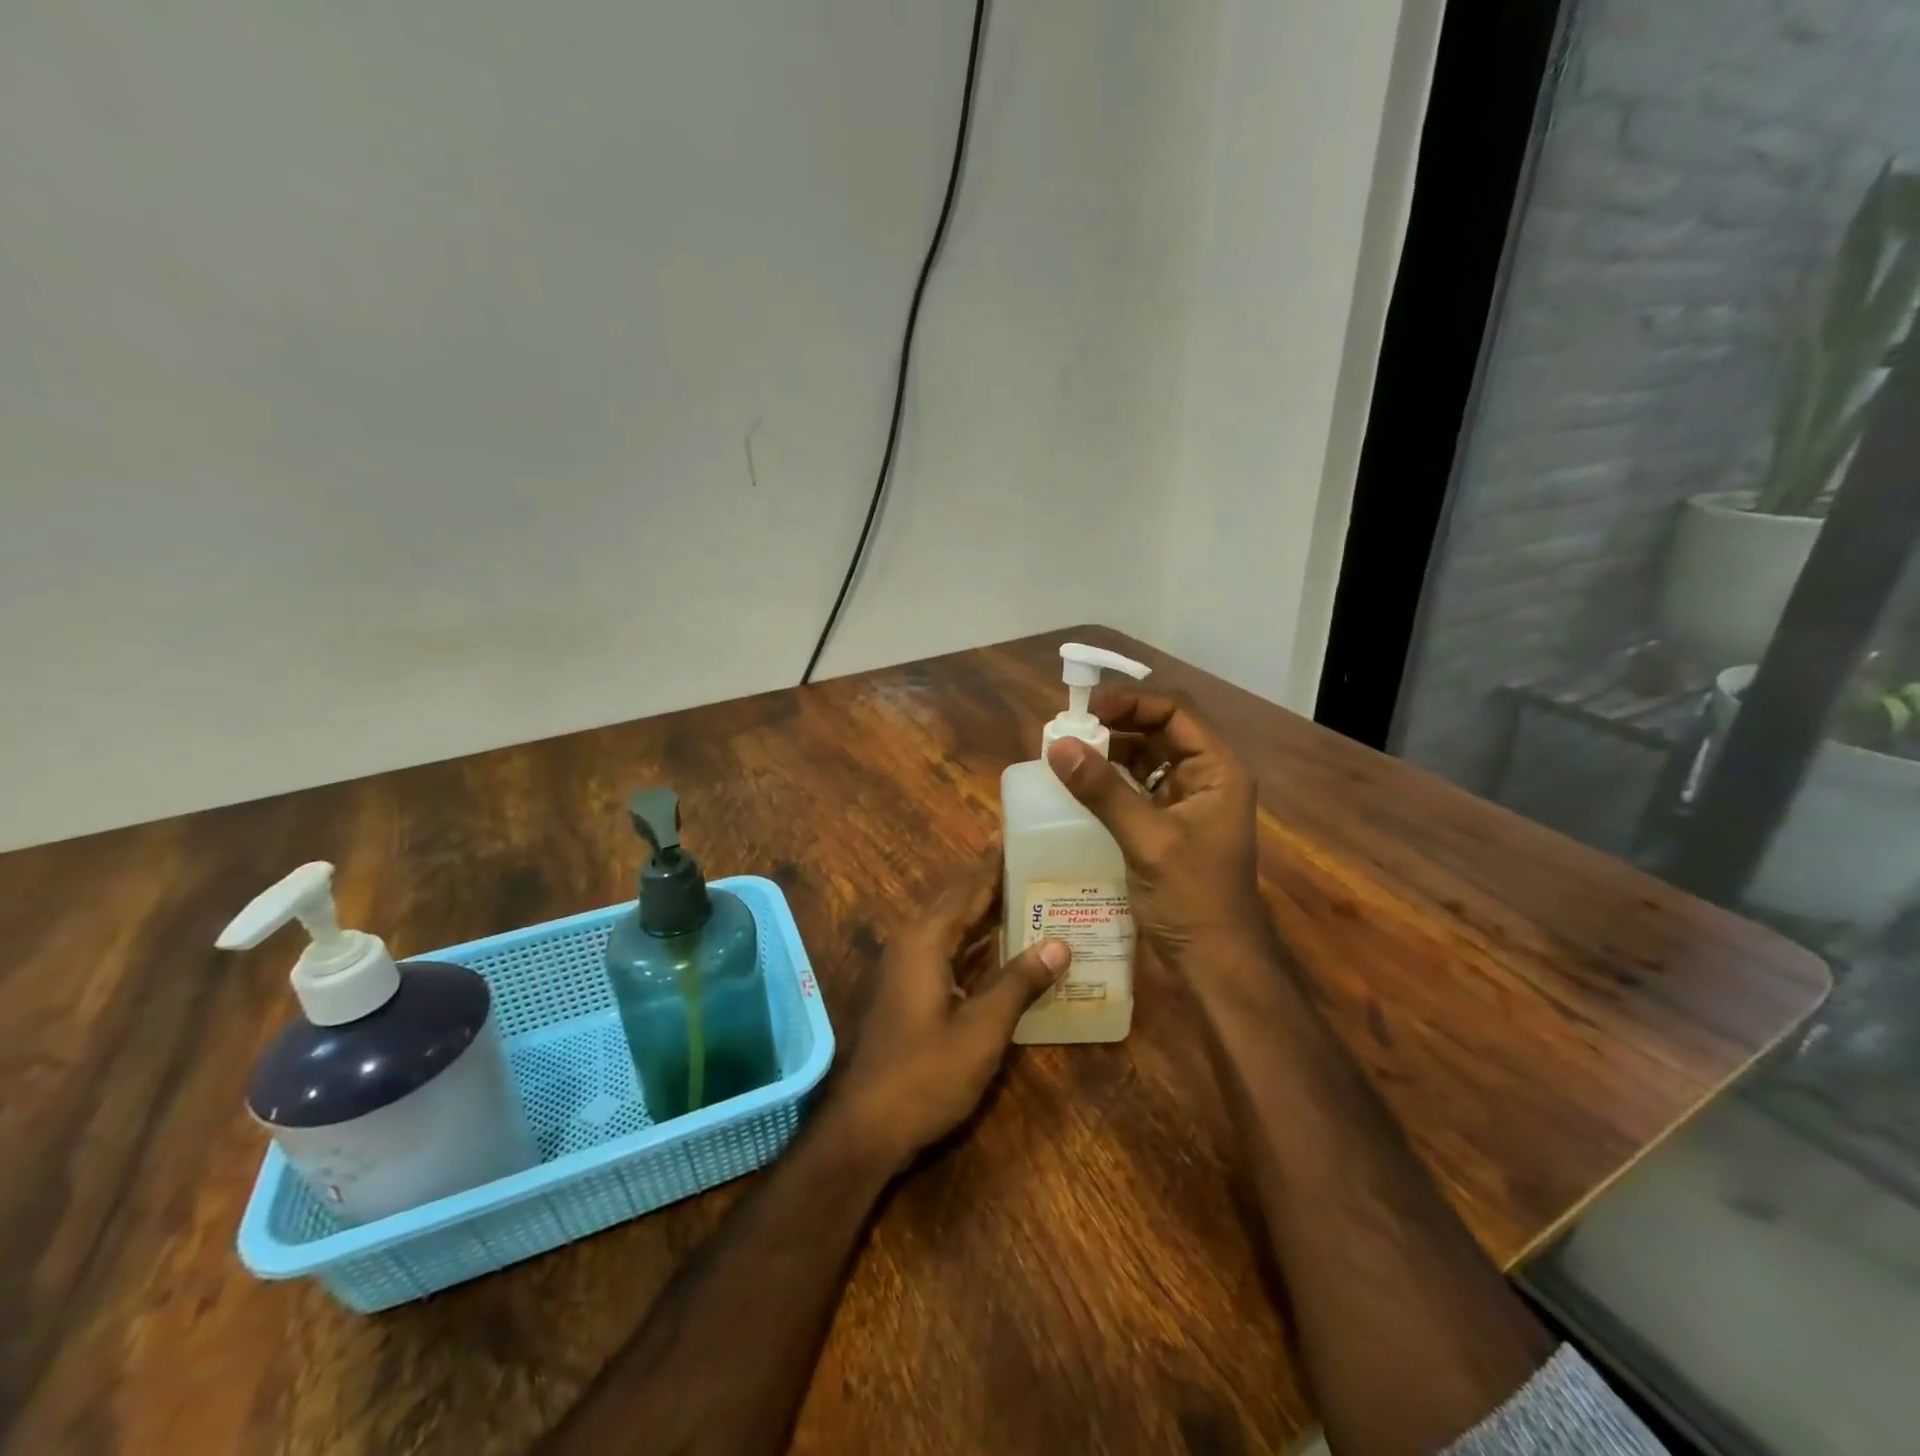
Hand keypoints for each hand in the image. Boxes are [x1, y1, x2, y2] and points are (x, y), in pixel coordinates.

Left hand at [826, 848, 1068, 1170]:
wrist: (864, 1127)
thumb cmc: (924, 1074)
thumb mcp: (982, 1030)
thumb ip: (1019, 983)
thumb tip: (1059, 943)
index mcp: (926, 941)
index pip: (966, 887)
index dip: (992, 861)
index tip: (1015, 832)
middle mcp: (912, 944)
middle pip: (957, 901)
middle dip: (991, 880)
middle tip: (1031, 859)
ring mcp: (906, 970)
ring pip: (952, 928)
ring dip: (985, 913)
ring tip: (1025, 894)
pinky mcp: (908, 993)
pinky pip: (947, 952)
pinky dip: (975, 944)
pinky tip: (1003, 949)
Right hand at [1044, 689, 1268, 971]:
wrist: (1214, 964)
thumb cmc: (1192, 899)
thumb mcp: (1147, 840)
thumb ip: (1104, 790)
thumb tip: (1057, 744)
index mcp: (1218, 771)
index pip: (1176, 714)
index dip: (1132, 703)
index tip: (1086, 709)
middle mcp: (1206, 779)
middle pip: (1160, 732)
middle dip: (1116, 726)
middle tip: (1069, 730)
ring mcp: (1188, 804)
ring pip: (1147, 760)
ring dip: (1110, 754)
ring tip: (1068, 754)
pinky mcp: (1168, 827)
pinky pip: (1138, 790)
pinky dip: (1111, 783)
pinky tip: (1080, 788)